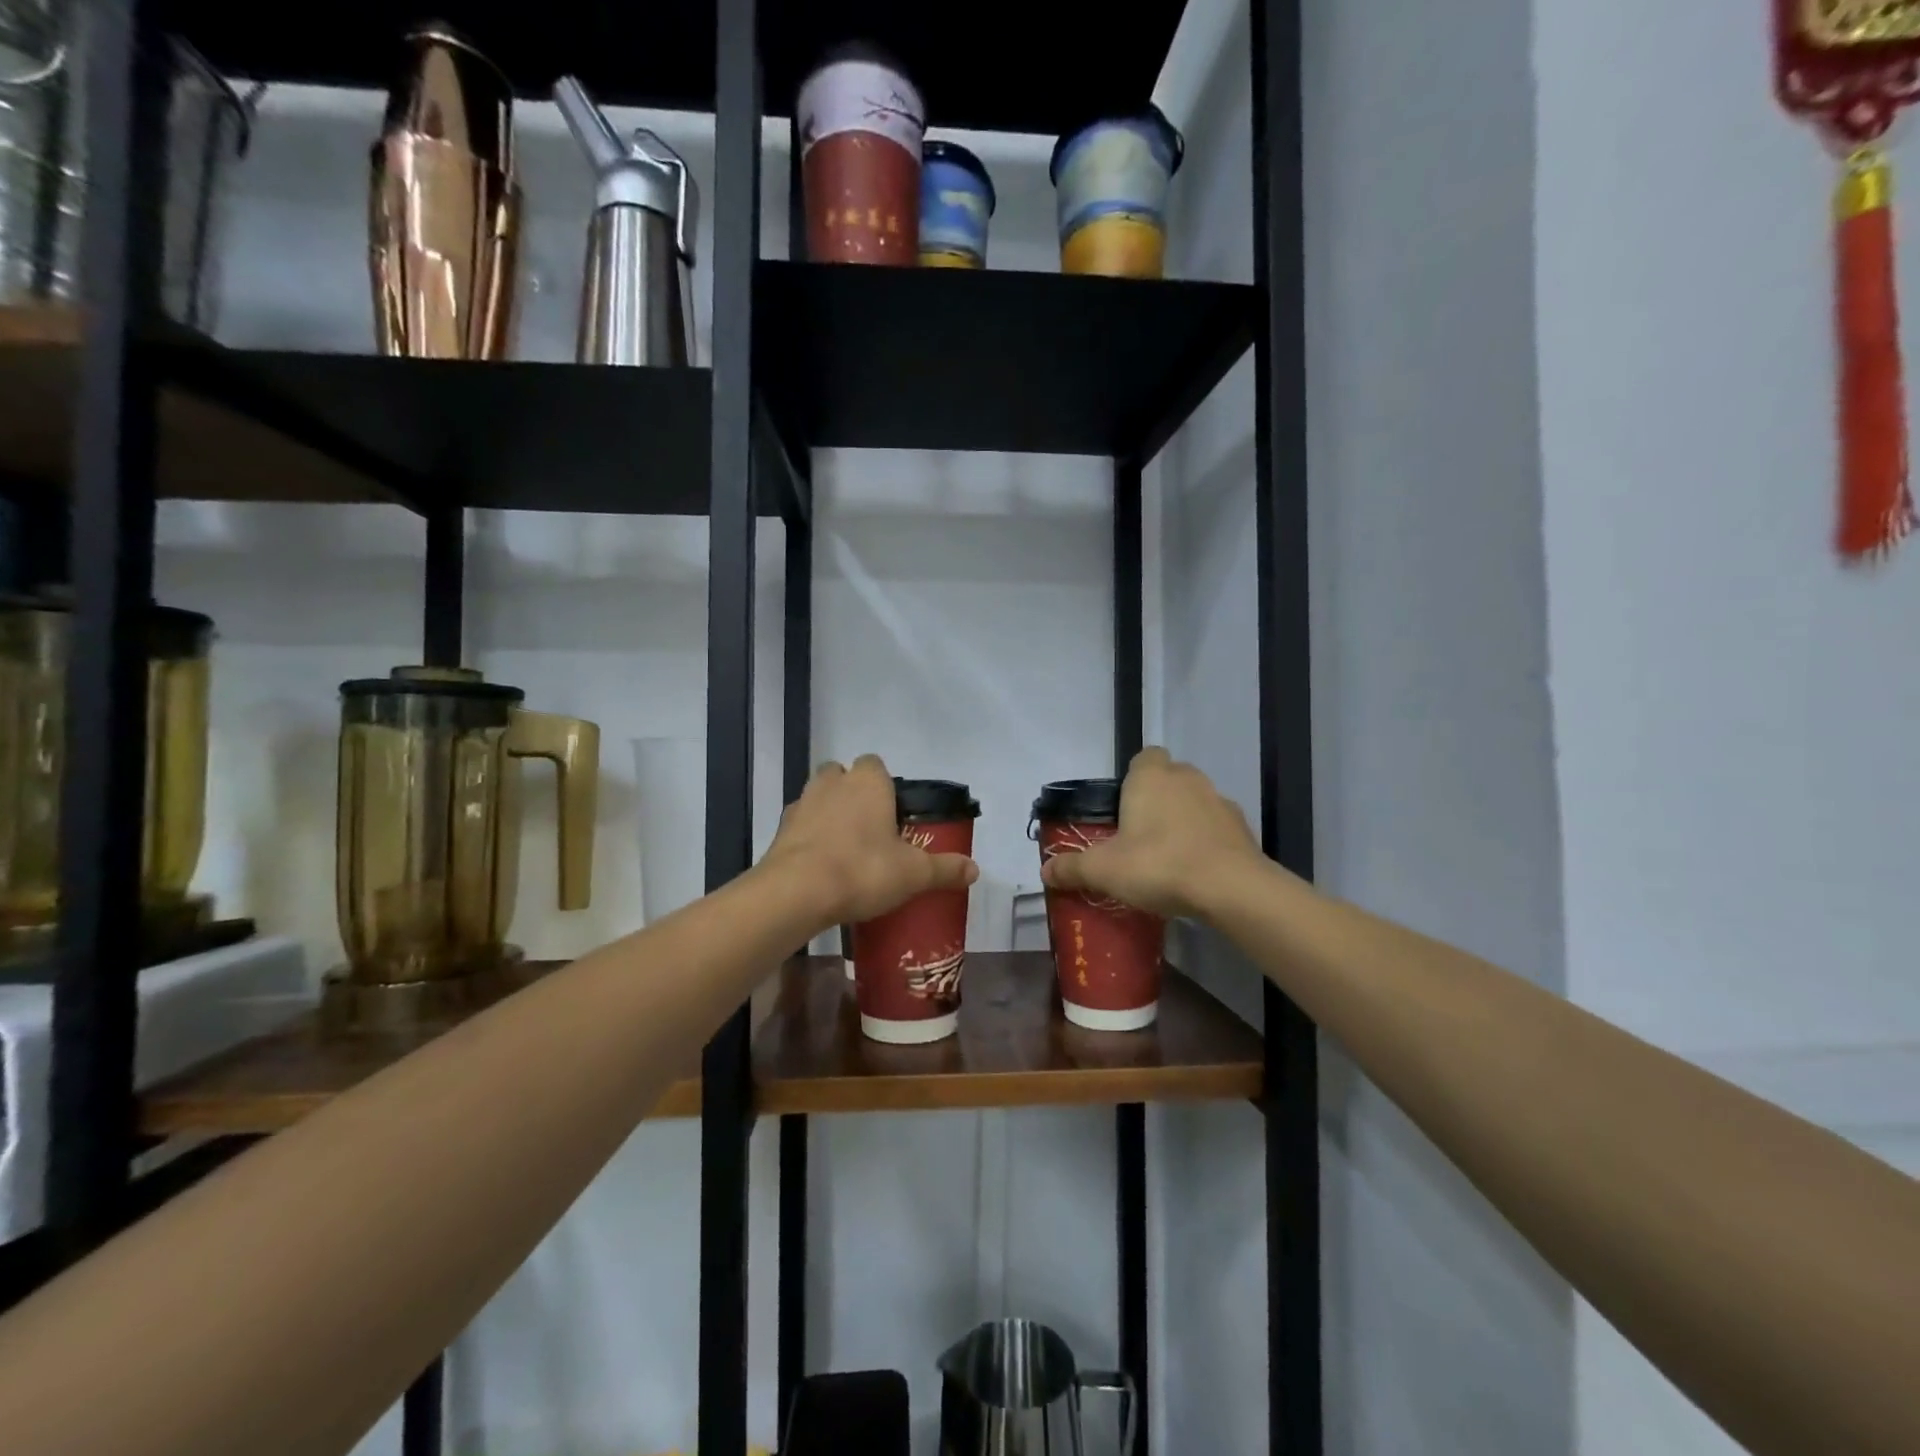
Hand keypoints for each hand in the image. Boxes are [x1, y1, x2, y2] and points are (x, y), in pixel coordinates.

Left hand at [762, 754, 978, 925]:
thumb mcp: (914, 873)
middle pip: (842, 775)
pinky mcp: (780, 830)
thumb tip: (975, 870)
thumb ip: (945, 869)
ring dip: (829, 813)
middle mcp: (833, 783)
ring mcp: (802, 804)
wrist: (797, 892)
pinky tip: (821, 866)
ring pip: (818, 797)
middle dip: (853, 793)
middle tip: (870, 828)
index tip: (893, 813)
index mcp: (868, 782)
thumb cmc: (863, 869)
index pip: (876, 763)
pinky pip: (800, 825)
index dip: (884, 784)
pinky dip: (809, 838)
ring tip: (845, 849)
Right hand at [1040, 747, 1264, 919]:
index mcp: (1151, 777)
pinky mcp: (1242, 828)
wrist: (1231, 888)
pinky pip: (1216, 827)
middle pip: (1168, 778)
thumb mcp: (1103, 870)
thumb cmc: (1159, 864)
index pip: (1143, 757)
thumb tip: (1045, 872)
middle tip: (1138, 835)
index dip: (1133, 778)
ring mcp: (1219, 801)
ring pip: (1194, 802)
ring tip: (1168, 857)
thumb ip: (1072, 868)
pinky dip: (1206, 841)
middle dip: (1156, 800)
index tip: (1122, 808)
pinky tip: (1195, 871)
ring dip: (1183, 820)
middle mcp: (1187, 778)